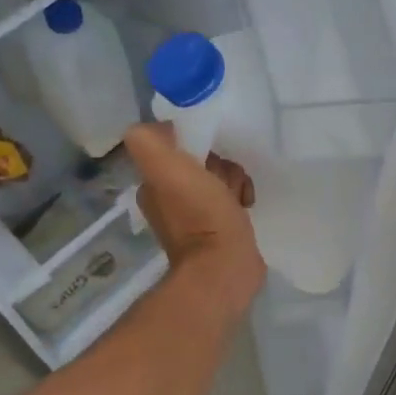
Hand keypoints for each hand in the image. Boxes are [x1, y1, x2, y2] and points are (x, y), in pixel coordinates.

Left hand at [123, 123, 264, 310]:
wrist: (226, 267)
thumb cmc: (200, 215)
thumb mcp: (167, 169)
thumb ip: (149, 141)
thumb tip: (164, 127)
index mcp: (154, 184)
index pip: (178, 146)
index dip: (197, 143)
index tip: (210, 155)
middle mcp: (169, 199)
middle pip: (201, 160)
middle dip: (220, 164)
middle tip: (226, 179)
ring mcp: (195, 215)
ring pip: (219, 177)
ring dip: (234, 179)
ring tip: (240, 196)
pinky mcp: (219, 228)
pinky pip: (231, 198)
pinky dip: (241, 196)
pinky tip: (246, 205)